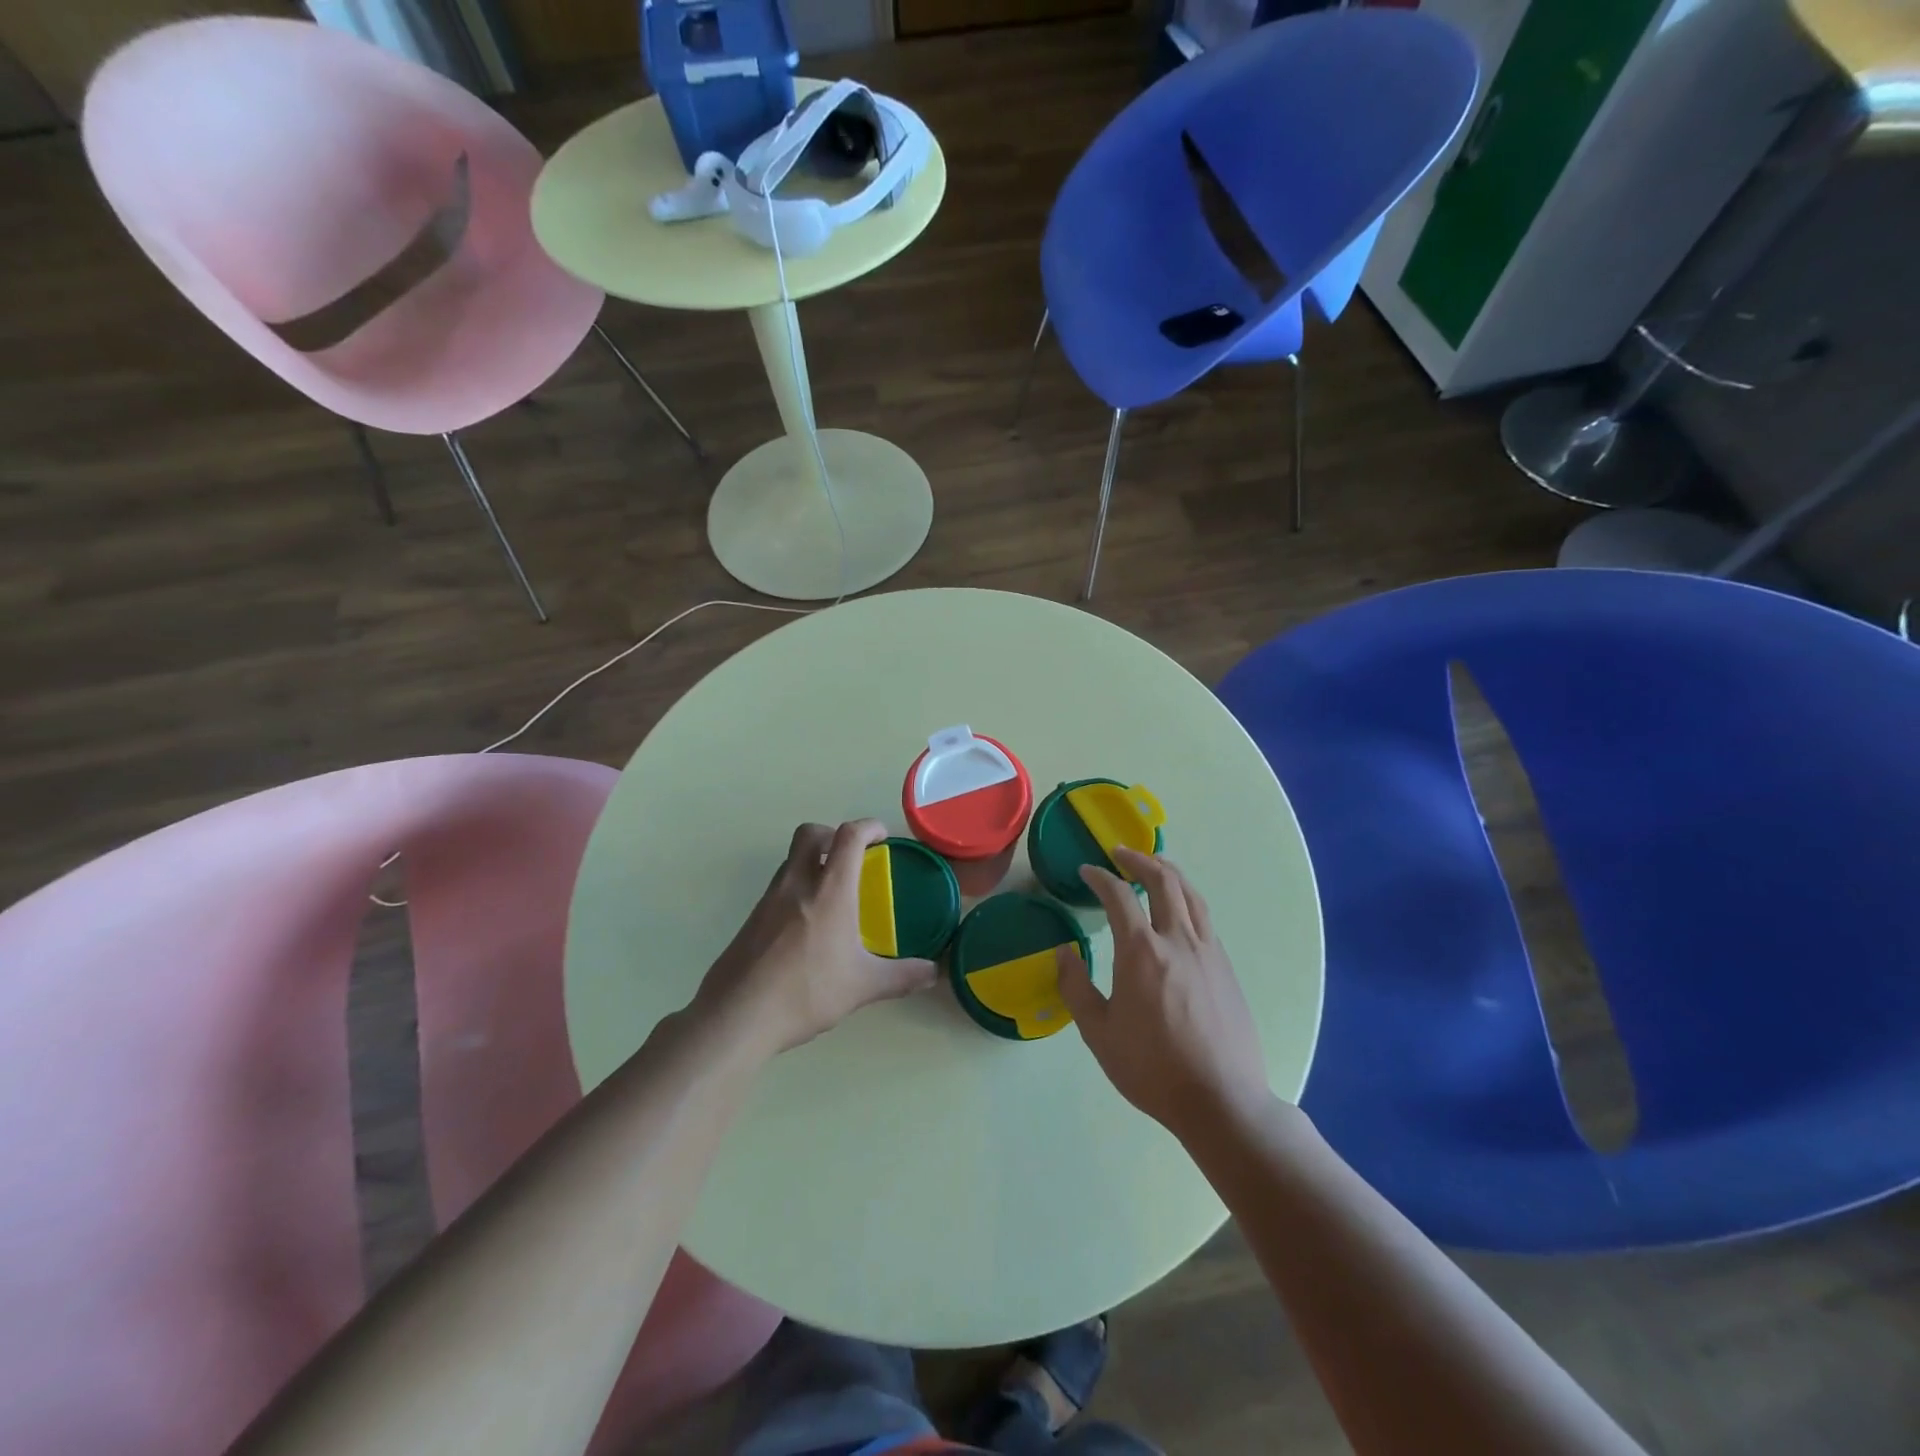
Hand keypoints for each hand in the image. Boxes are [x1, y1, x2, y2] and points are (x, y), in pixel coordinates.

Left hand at [694, 820, 937, 1058]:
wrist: (736, 1016)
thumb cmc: (805, 992)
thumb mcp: (862, 987)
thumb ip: (901, 976)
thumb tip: (933, 973)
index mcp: (829, 891)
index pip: (848, 836)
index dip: (868, 827)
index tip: (882, 836)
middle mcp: (797, 883)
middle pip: (810, 833)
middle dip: (833, 834)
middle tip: (852, 857)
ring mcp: (769, 899)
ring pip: (792, 859)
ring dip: (813, 861)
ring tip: (834, 894)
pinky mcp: (752, 919)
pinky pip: (779, 886)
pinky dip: (798, 888)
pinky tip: (808, 926)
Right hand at [1056, 847, 1271, 1139]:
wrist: (1221, 1100)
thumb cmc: (1152, 1068)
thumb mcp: (1098, 1032)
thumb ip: (1076, 987)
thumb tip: (1064, 952)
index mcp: (1141, 951)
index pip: (1119, 896)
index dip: (1100, 877)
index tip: (1087, 871)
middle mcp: (1178, 940)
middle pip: (1163, 880)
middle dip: (1139, 860)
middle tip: (1120, 854)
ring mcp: (1208, 951)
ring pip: (1191, 894)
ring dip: (1169, 872)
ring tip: (1154, 867)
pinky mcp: (1226, 968)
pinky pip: (1204, 918)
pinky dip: (1187, 900)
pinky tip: (1178, 912)